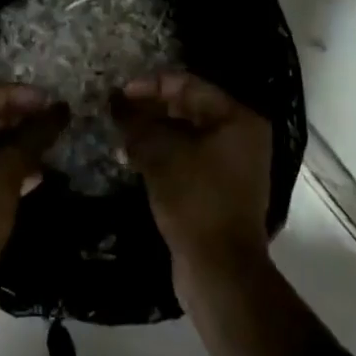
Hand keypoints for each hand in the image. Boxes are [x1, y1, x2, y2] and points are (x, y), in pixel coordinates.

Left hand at [0, 84, 67, 327]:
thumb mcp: (4, 169)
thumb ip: (33, 135)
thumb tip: (60, 110)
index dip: (13, 96)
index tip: (47, 99)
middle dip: (16, 121)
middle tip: (51, 121)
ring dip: (15, 147)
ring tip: (50, 145)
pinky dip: (6, 172)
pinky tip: (38, 174)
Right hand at [114, 72, 272, 293]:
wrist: (219, 270)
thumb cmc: (195, 200)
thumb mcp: (160, 155)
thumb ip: (136, 123)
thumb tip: (114, 101)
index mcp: (237, 118)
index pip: (189, 85)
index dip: (150, 85)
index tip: (118, 92)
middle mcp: (240, 135)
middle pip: (188, 107)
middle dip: (149, 108)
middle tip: (115, 111)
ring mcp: (232, 163)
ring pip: (185, 134)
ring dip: (152, 131)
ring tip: (119, 133)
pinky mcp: (219, 187)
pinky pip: (187, 156)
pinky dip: (162, 153)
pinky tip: (131, 156)